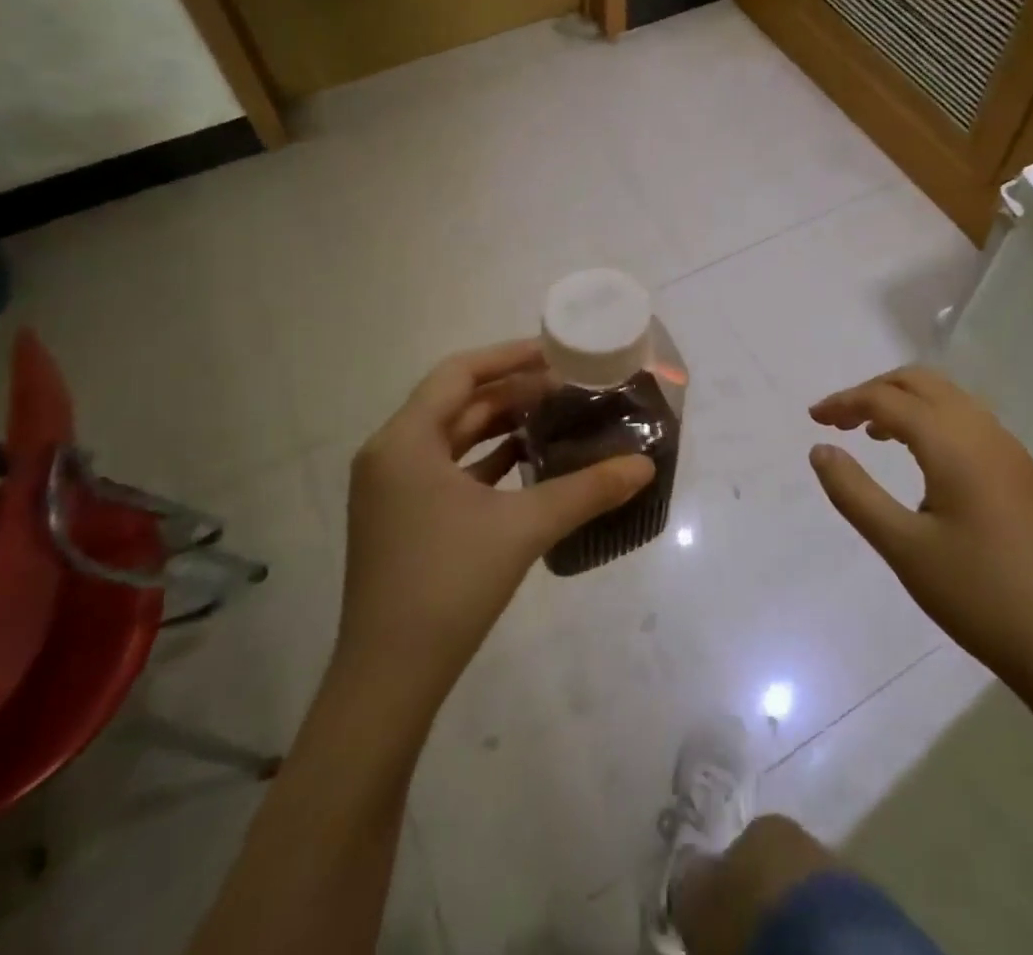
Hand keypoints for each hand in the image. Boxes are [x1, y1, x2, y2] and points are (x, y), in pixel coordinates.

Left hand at [332, 340, 653, 717]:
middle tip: (568, 386)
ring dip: (501, 425)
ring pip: (453, 437)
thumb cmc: (449, 585)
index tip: (556, 352)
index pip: (459, 373)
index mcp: (404, 440)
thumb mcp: (523, 528)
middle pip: (457, 403)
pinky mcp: (401, 519)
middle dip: (513, 391)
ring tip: (556, 417)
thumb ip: (587, 490)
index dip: (509, 356)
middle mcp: (390, 454)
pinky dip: (486, 460)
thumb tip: (645, 465)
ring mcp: (392, 490)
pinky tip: (528, 463)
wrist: (388, 680)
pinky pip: (447, 469)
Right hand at [809, 366, 1032, 698]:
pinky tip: (928, 465)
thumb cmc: (977, 596)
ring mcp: (1015, 453)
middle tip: (842, 419)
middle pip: (923, 382)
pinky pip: (975, 425)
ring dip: (909, 404)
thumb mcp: (902, 547)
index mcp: (954, 445)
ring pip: (952, 400)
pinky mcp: (1030, 476)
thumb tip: (820, 450)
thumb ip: (854, 493)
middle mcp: (987, 434)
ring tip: (875, 435)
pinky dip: (938, 423)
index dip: (845, 401)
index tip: (814, 419)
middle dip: (876, 390)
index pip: (888, 399)